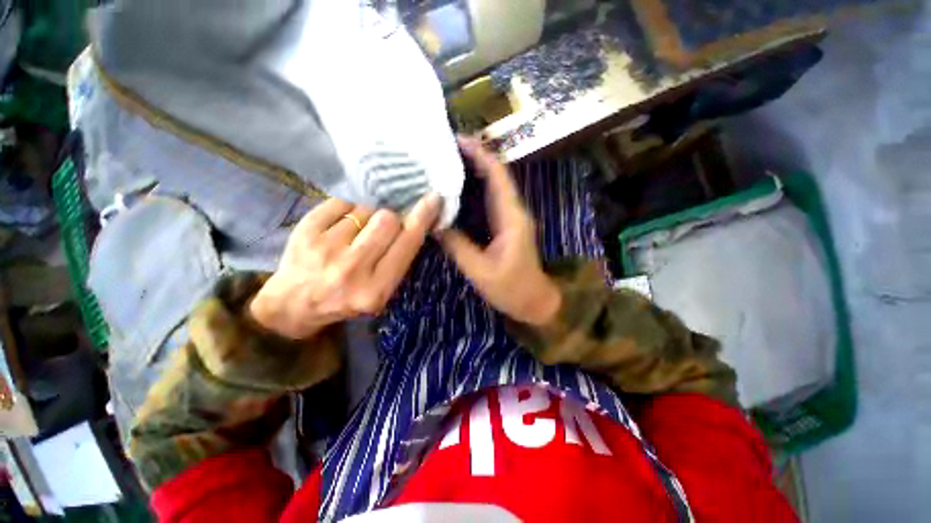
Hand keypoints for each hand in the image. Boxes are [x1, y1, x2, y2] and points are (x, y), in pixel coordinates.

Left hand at [250, 195, 440, 339]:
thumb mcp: (380, 292)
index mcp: (375, 289)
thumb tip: (413, 221)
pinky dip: (346, 210)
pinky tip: (340, 226)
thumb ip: (398, 261)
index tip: (433, 199)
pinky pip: (341, 202)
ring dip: (367, 217)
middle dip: (390, 220)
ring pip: (364, 210)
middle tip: (380, 230)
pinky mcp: (306, 231)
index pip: (407, 243)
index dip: (422, 218)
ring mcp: (326, 248)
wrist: (293, 304)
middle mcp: (352, 269)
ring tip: (355, 233)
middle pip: (387, 220)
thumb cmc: (345, 299)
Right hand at [439, 136, 560, 325]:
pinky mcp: (505, 225)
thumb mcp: (480, 271)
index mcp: (511, 218)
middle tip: (444, 147)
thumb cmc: (511, 289)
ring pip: (493, 186)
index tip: (458, 140)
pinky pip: (490, 200)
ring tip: (447, 160)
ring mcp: (510, 217)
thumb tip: (434, 224)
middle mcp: (513, 211)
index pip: (498, 177)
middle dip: (474, 157)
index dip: (480, 155)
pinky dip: (475, 189)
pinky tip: (457, 188)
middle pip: (496, 176)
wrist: (534, 302)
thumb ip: (457, 246)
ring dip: (474, 170)